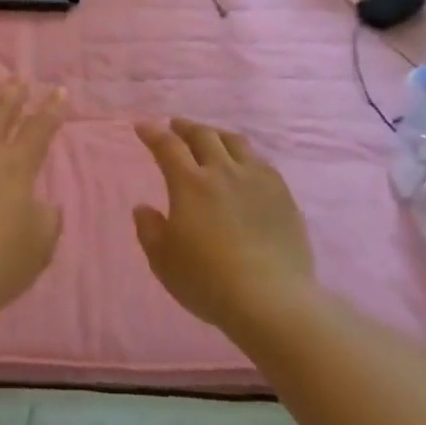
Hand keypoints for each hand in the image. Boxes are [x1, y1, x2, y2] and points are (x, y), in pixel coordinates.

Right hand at [132, 119, 314, 331]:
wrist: (271, 299)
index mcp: (189, 184)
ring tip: (210, 137)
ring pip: (235, 142)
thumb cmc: (207, 281)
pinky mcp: (282, 195)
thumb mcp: (163, 260)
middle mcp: (222, 172)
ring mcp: (257, 180)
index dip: (153, 133)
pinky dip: (244, 155)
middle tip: (175, 125)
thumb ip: (149, 230)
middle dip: (185, 127)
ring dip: (216, 134)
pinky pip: (261, 162)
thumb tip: (143, 207)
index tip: (143, 126)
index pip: (167, 146)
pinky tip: (244, 165)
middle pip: (203, 136)